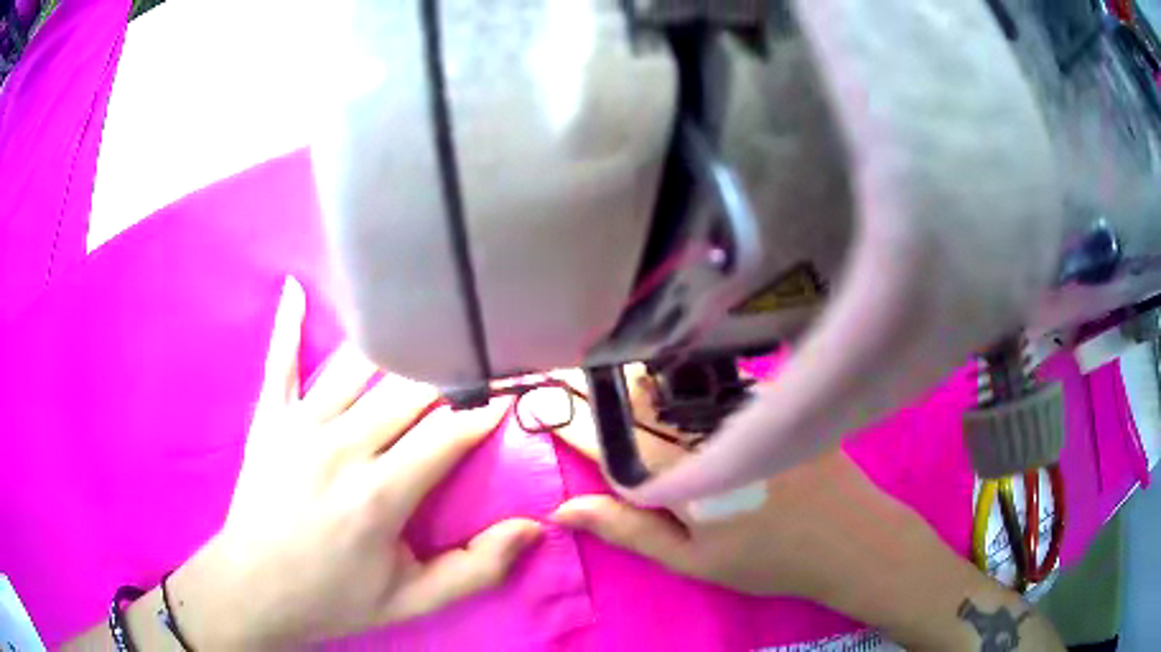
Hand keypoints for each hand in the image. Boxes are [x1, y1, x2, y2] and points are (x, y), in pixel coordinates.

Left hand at [166, 277, 541, 648]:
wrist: (255, 590)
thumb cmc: (334, 597)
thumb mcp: (413, 601)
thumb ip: (477, 569)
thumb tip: (534, 529)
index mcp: (379, 494)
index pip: (448, 434)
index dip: (486, 411)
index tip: (512, 393)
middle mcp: (341, 447)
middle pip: (409, 390)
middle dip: (450, 375)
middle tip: (475, 364)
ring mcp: (299, 425)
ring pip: (358, 366)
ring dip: (395, 346)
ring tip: (423, 329)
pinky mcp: (269, 419)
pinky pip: (280, 360)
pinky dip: (288, 324)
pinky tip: (297, 288)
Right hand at [542, 379, 1062, 649]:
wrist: (852, 538)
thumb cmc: (769, 560)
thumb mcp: (693, 562)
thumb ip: (628, 530)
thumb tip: (565, 509)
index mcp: (682, 475)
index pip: (609, 439)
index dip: (573, 420)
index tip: (543, 402)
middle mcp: (708, 429)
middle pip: (639, 400)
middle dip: (606, 396)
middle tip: (583, 393)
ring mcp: (745, 408)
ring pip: (675, 386)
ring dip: (645, 387)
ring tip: (627, 392)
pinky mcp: (772, 399)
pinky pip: (715, 383)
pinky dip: (689, 385)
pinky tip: (685, 393)